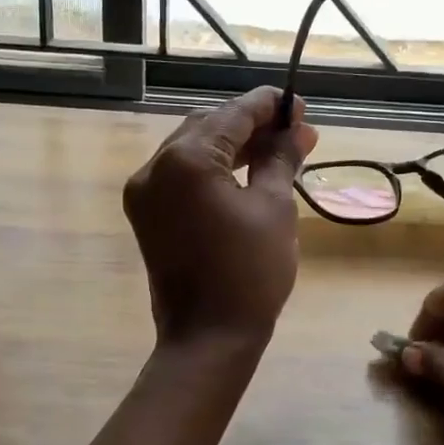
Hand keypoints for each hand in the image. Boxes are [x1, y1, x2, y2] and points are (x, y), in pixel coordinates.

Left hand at [122, 87, 317, 346]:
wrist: (208, 338)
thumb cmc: (250, 273)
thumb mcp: (274, 207)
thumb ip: (280, 159)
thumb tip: (299, 129)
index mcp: (185, 161)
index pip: (231, 115)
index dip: (267, 107)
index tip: (298, 105)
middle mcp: (154, 168)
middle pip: (207, 126)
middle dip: (250, 124)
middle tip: (292, 130)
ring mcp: (144, 192)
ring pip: (192, 149)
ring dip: (231, 145)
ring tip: (276, 149)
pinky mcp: (146, 214)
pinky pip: (181, 176)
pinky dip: (212, 168)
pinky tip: (244, 171)